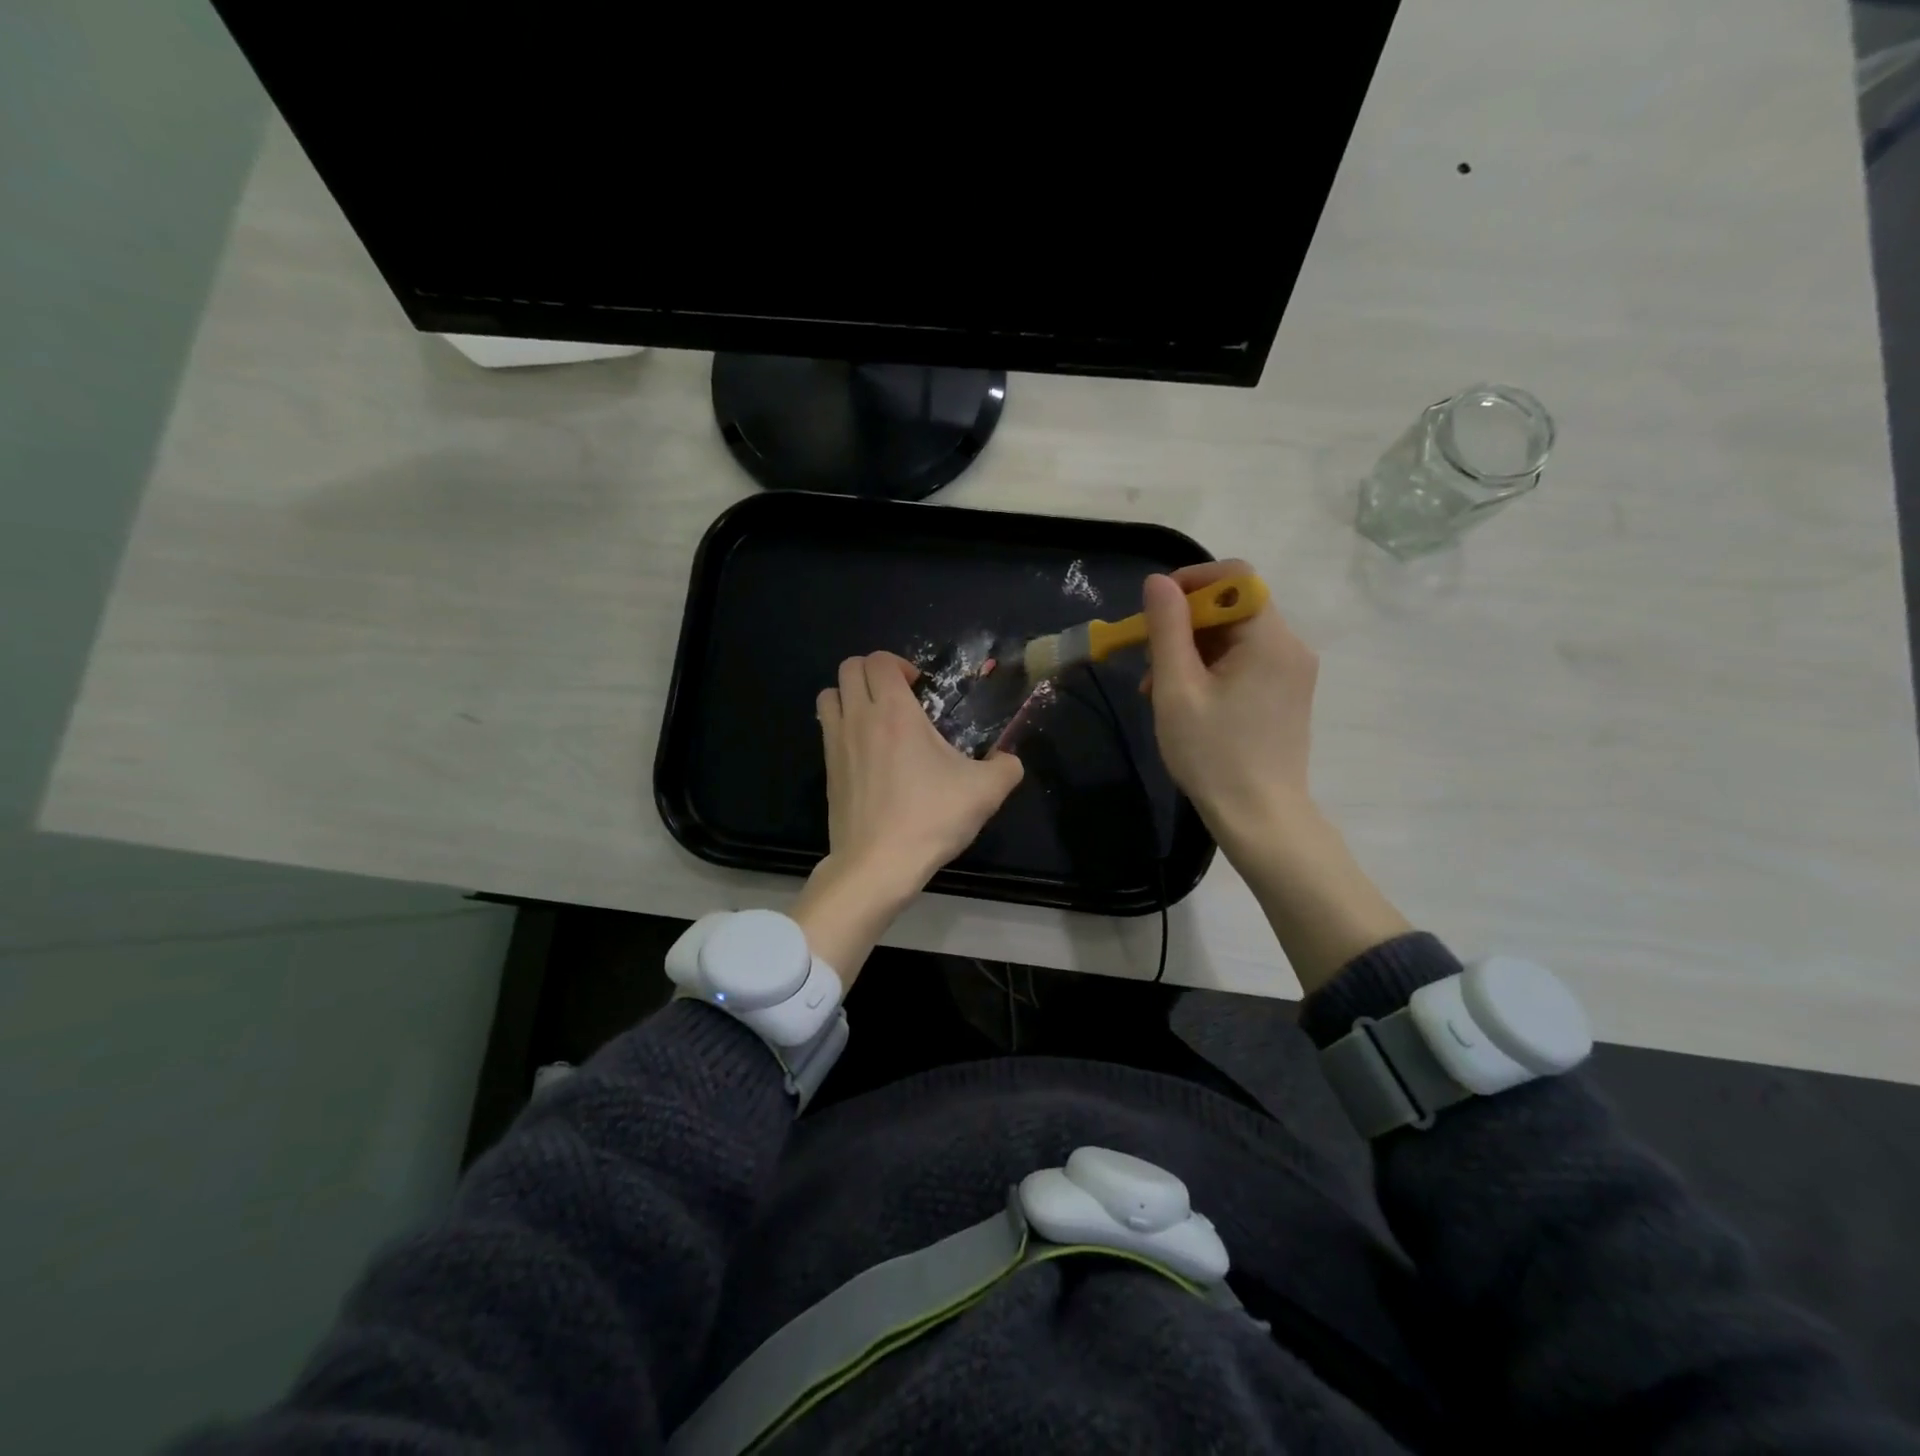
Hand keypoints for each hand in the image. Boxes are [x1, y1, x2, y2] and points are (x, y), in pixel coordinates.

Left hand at [793, 652, 1023, 982]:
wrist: (878, 864)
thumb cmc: (930, 819)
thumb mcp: (985, 792)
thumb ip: (1006, 768)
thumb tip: (1010, 761)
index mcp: (894, 712)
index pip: (879, 660)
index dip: (899, 664)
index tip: (920, 688)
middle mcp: (859, 719)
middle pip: (849, 668)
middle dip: (874, 673)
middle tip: (899, 698)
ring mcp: (836, 744)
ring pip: (829, 695)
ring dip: (850, 695)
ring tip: (876, 719)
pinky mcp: (827, 771)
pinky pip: (826, 729)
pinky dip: (841, 725)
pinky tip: (867, 753)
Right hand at [1142, 562, 1409, 993]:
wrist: (1261, 818)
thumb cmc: (1214, 755)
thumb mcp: (1177, 690)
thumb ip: (1167, 629)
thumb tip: (1158, 582)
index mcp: (1269, 639)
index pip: (1235, 577)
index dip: (1191, 582)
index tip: (1154, 610)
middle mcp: (1289, 646)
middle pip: (1233, 607)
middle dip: (1184, 625)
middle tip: (1147, 661)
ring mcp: (1291, 672)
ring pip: (1234, 637)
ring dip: (1191, 651)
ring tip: (1157, 690)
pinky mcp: (1286, 694)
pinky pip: (1244, 662)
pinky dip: (1210, 670)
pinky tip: (1184, 701)